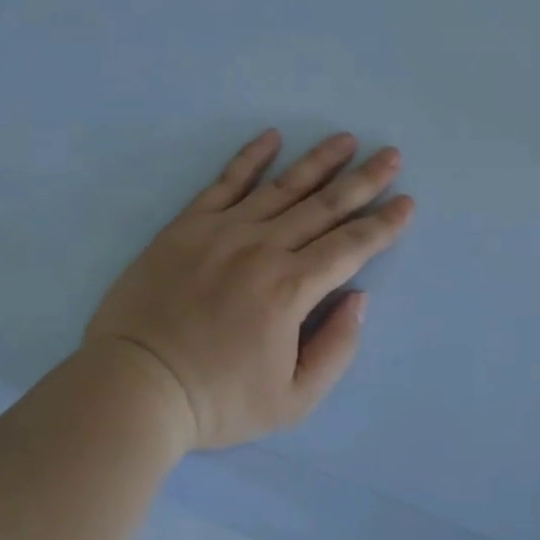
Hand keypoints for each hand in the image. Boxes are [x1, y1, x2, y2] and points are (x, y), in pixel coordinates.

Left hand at [82, 130, 414, 451]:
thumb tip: (358, 298)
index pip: (351, 246)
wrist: (133, 388)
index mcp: (291, 289)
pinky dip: (251, 158)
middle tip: (391, 156)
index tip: (406, 202)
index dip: (383, 224)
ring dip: (319, 161)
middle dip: (364, 180)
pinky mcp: (187, 226)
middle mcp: (263, 248)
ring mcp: (223, 231)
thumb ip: (336, 348)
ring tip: (346, 139)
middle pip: (325, 206)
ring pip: (283, 187)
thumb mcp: (293, 400)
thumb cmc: (217, 401)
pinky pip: (225, 183)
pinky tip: (272, 138)